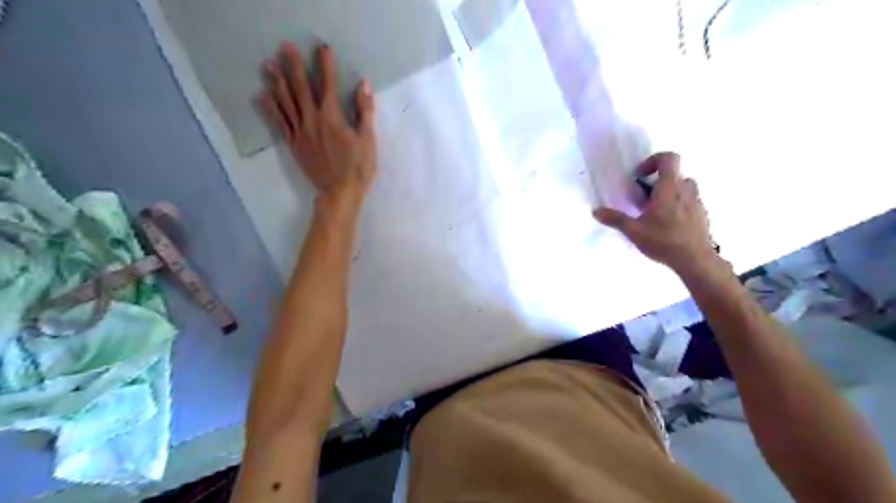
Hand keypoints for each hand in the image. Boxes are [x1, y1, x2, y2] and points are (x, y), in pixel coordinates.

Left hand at [258, 43, 374, 213]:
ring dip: (277, 82)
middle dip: (294, 66)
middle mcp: (312, 120)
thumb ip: (365, 111)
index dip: (325, 65)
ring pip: (286, 103)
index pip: (328, 85)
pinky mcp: (294, 145)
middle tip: (284, 47)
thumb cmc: (358, 167)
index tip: (322, 48)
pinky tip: (262, 96)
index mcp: (332, 118)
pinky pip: (279, 123)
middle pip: (301, 89)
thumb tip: (363, 85)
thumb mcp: (368, 139)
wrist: (340, 192)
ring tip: (268, 65)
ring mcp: (300, 133)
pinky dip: (270, 108)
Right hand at [594, 153, 718, 274]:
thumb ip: (615, 219)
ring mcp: (697, 202)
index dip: (653, 160)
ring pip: (684, 187)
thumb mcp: (634, 231)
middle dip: (658, 181)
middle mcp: (686, 190)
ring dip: (669, 192)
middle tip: (644, 198)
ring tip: (656, 211)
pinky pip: (689, 201)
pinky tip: (668, 225)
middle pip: (675, 174)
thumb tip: (596, 211)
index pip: (668, 158)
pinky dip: (678, 205)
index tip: (640, 176)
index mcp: (669, 188)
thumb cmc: (664, 241)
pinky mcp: (702, 214)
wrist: (695, 260)